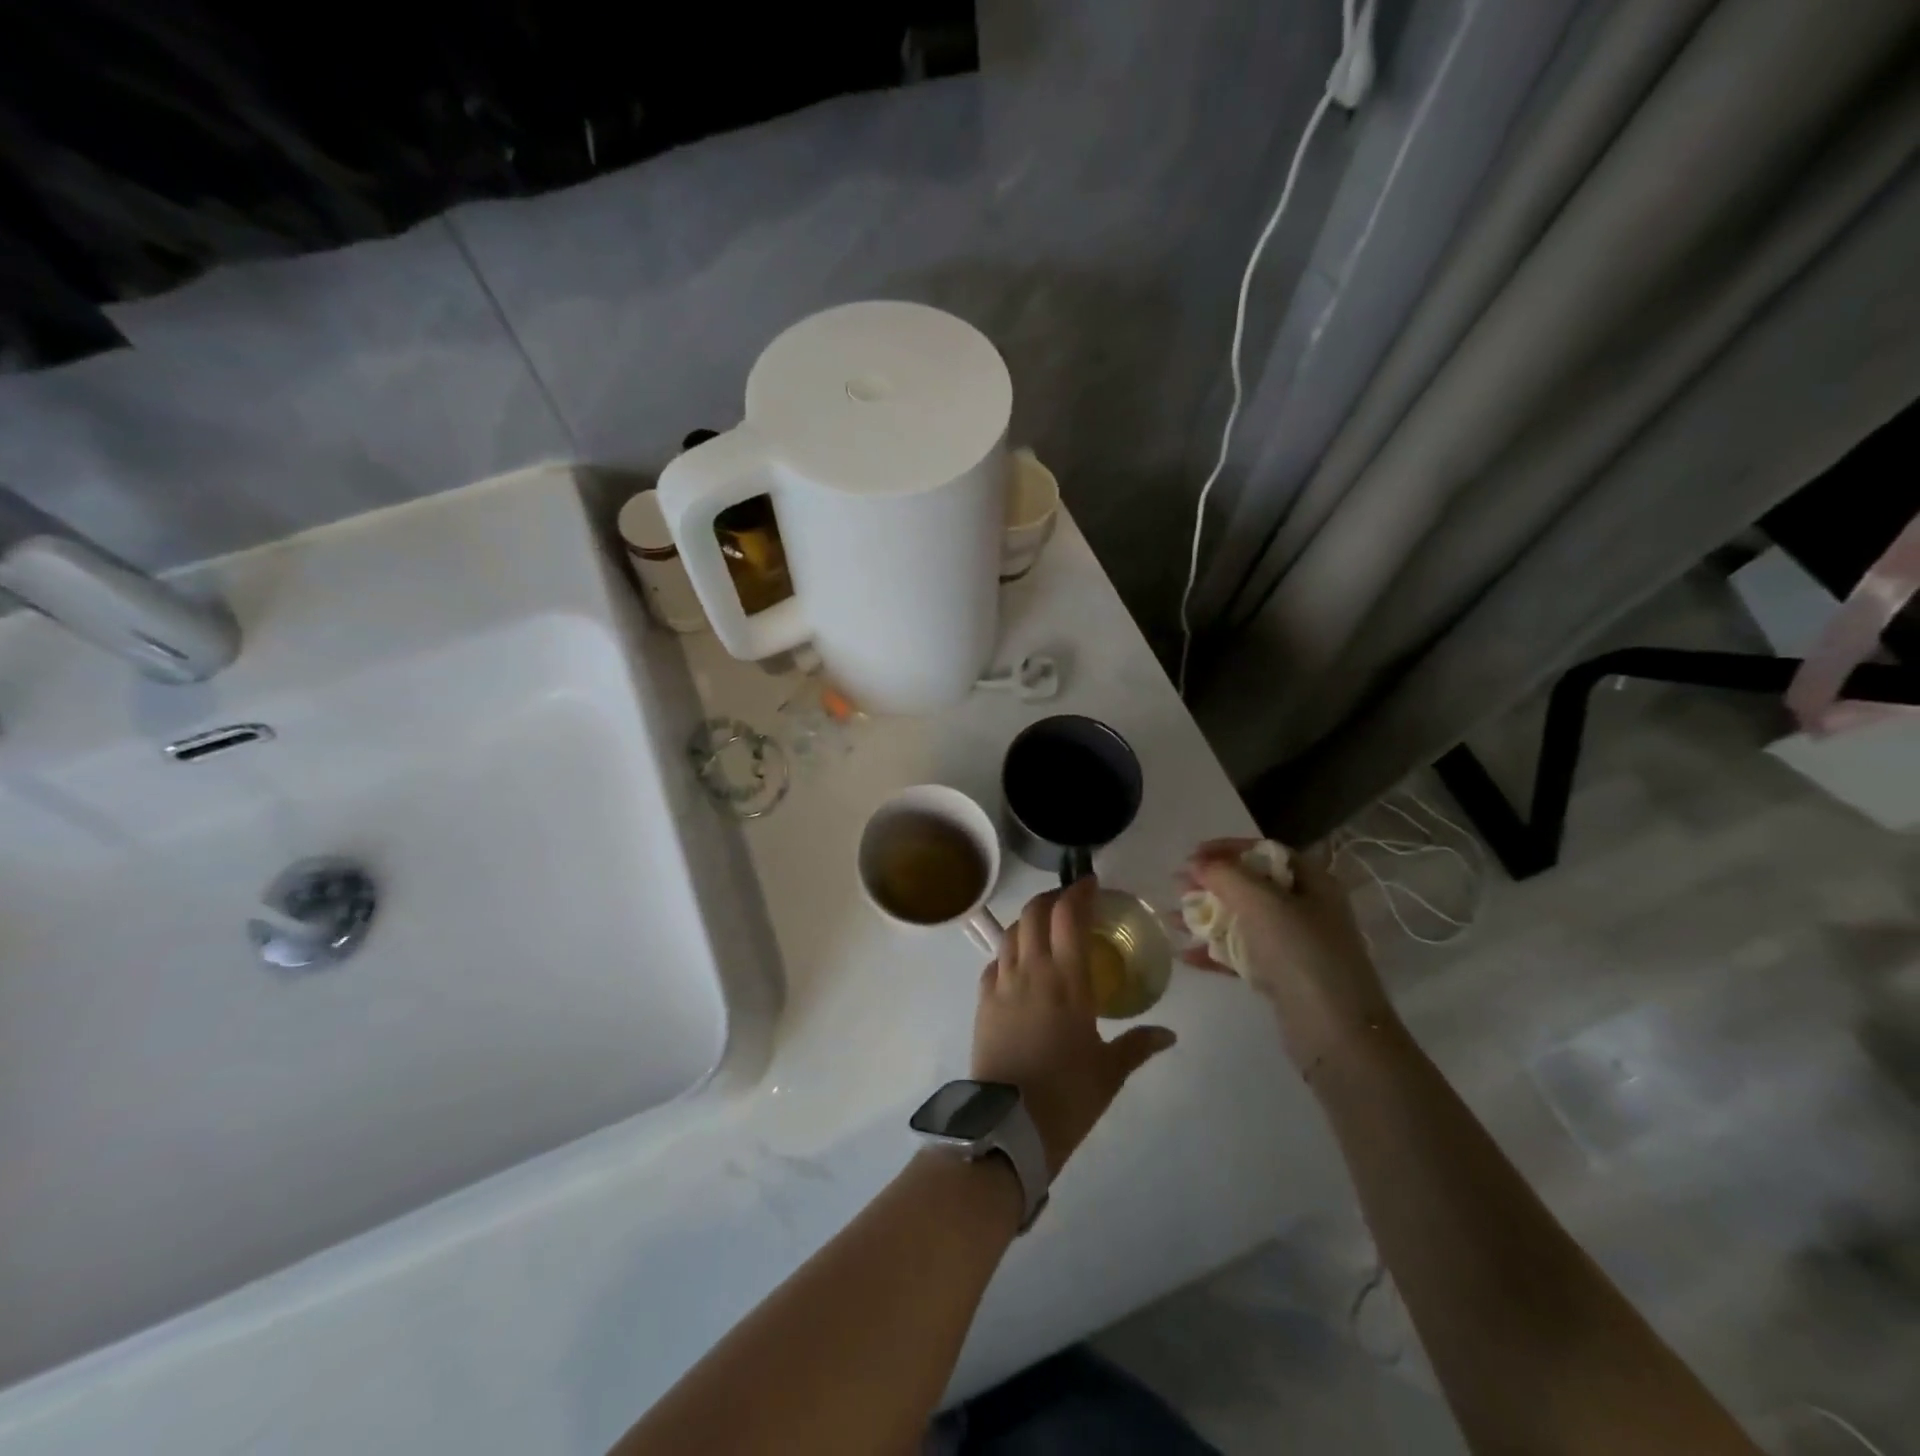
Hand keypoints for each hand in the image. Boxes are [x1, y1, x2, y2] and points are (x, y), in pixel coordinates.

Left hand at [972, 877, 1176, 1175]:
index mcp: (1067, 981)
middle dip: (1051, 897)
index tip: (1091, 884)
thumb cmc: (1067, 1096)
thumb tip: (1169, 1034)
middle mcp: (1032, 971)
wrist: (1009, 1126)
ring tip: (1045, 926)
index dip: (1078, 892)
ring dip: (1029, 919)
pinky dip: (1008, 950)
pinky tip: (1018, 962)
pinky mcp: (982, 1001)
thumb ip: (1138, 1045)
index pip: (1069, 917)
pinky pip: (994, 961)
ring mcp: (1002, 984)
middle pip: (1035, 913)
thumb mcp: (1110, 1071)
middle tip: (1069, 900)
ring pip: (1011, 932)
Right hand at [1180, 839, 1396, 1078]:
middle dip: (1211, 884)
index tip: (1192, 855)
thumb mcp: (1263, 904)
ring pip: (1242, 920)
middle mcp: (1306, 909)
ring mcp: (1294, 945)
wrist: (1336, 1035)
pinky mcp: (1281, 976)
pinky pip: (1241, 954)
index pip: (1265, 852)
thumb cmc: (1302, 955)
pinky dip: (1214, 951)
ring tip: (1171, 920)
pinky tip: (1185, 955)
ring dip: (1206, 917)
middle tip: (1177, 887)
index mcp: (1313, 883)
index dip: (1228, 848)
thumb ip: (1226, 876)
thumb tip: (1197, 863)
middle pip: (1250, 885)